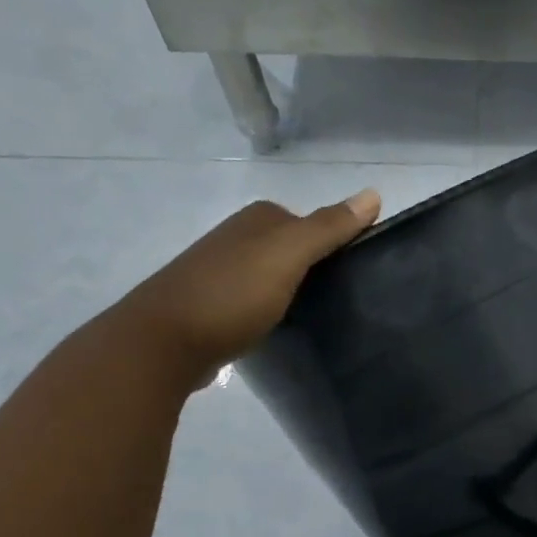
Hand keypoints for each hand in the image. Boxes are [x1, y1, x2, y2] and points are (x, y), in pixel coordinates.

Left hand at [119, 190, 380, 386]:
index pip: (311, 222)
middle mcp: (235, 238)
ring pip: (271, 276)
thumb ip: (329, 227)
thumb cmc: (231, 294)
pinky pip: (252, 301)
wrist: (162, 343)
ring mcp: (218, 272)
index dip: (335, 244)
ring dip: (291, 291)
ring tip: (315, 317)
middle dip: (314, 268)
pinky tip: (277, 329)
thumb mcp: (288, 256)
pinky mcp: (209, 307)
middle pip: (291, 249)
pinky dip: (268, 311)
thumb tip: (374, 193)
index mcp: (256, 220)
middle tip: (342, 300)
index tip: (357, 275)